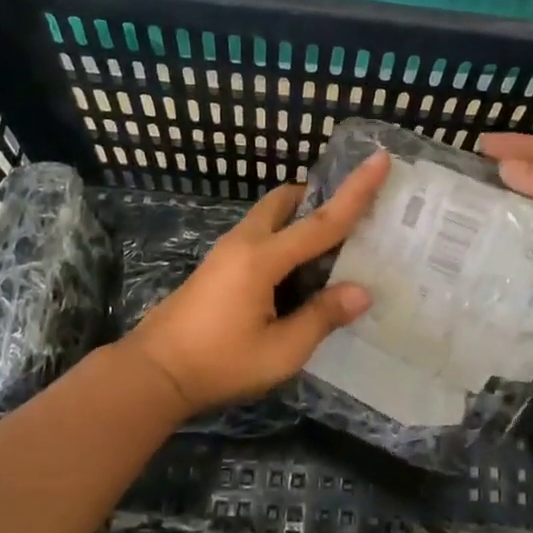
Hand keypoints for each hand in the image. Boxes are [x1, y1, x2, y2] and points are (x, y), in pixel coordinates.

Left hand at [125, 152, 391, 413]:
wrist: (153, 374)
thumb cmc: (219, 363)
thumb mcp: (280, 351)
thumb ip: (321, 317)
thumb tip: (361, 292)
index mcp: (263, 259)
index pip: (322, 221)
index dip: (356, 191)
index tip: (380, 158)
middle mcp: (244, 243)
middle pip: (285, 201)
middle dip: (317, 198)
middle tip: (349, 216)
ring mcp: (226, 252)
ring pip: (269, 216)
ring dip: (298, 219)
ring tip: (328, 250)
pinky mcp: (217, 266)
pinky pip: (259, 236)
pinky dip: (283, 238)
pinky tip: (296, 274)